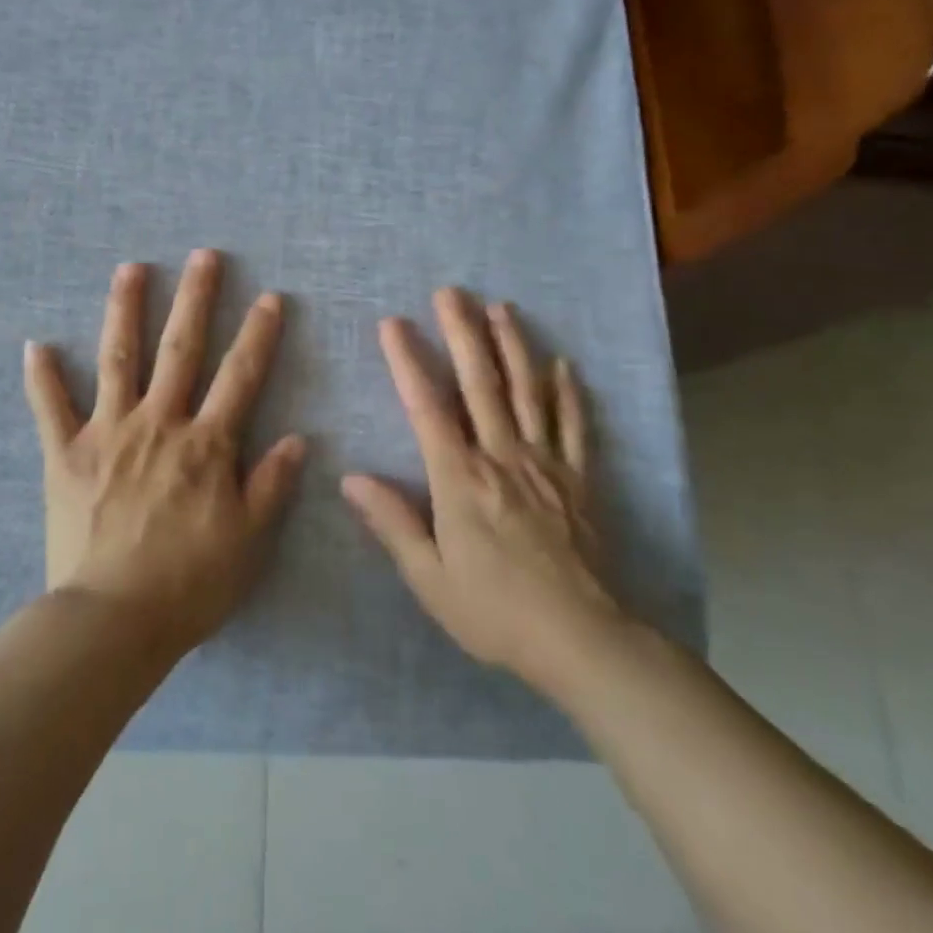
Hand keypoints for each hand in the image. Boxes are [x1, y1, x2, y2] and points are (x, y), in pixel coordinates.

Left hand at [23, 249, 306, 652]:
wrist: (112, 621)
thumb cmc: (188, 584)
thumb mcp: (247, 540)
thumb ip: (271, 484)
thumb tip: (296, 437)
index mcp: (205, 444)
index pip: (239, 377)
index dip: (258, 335)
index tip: (269, 297)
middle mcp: (158, 424)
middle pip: (180, 350)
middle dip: (195, 299)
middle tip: (203, 256)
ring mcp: (107, 433)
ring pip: (118, 359)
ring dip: (124, 310)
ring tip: (130, 268)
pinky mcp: (65, 454)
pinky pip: (50, 409)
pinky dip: (42, 377)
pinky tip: (36, 344)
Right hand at [342, 289, 625, 698]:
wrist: (581, 640)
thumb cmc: (494, 611)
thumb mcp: (430, 578)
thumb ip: (392, 523)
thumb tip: (351, 479)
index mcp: (460, 479)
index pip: (427, 407)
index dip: (407, 361)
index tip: (393, 323)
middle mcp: (502, 457)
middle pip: (480, 384)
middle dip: (463, 333)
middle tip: (451, 292)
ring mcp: (545, 464)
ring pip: (527, 393)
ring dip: (513, 346)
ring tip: (500, 308)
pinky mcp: (578, 480)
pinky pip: (574, 426)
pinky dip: (567, 393)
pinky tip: (563, 365)